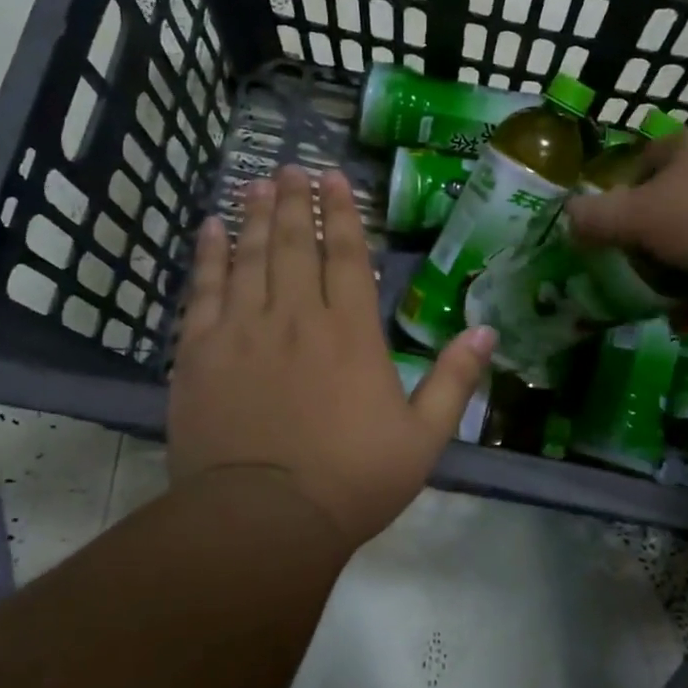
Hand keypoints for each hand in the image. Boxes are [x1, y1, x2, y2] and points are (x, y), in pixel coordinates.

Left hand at [167, 166, 493, 548]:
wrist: (264, 521)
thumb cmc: (352, 481)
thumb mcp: (423, 438)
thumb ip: (455, 380)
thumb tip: (488, 331)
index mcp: (351, 333)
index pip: (347, 255)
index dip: (343, 213)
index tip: (335, 179)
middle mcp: (296, 316)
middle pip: (296, 243)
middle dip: (296, 201)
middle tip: (291, 167)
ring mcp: (243, 330)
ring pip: (250, 256)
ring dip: (255, 216)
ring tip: (257, 183)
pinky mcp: (199, 352)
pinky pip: (202, 290)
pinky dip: (207, 256)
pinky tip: (209, 230)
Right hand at [564, 129, 687, 281]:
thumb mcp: (640, 217)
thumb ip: (597, 218)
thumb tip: (566, 216)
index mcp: (686, 149)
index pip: (641, 164)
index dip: (620, 197)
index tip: (610, 233)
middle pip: (671, 203)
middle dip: (649, 242)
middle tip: (631, 272)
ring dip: (678, 273)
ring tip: (657, 305)